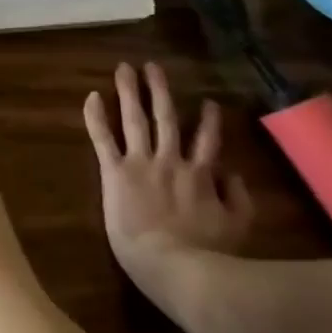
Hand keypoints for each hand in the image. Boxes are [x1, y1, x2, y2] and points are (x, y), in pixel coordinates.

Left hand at [84, 63, 250, 286]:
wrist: (176, 266)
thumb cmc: (209, 255)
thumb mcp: (240, 228)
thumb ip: (239, 199)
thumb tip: (234, 174)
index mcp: (202, 175)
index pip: (207, 141)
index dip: (208, 121)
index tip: (207, 102)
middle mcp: (171, 161)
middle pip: (166, 118)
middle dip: (160, 91)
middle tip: (152, 66)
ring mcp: (142, 163)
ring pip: (135, 119)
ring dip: (129, 91)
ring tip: (124, 69)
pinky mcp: (115, 171)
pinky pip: (103, 138)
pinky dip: (96, 116)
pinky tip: (91, 95)